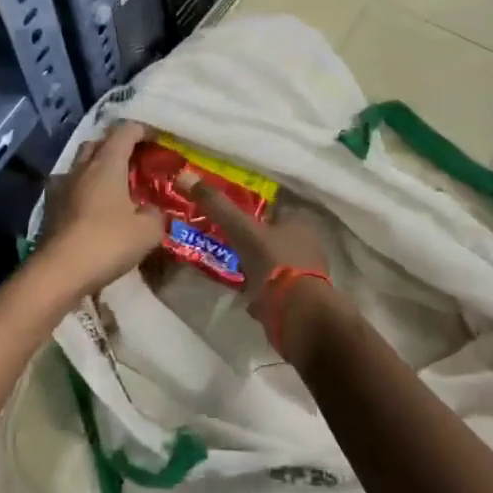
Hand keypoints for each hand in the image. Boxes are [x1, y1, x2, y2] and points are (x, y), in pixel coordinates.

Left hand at [40, 122, 165, 296]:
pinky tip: (89, 206)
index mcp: (107, 164)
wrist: (59, 272)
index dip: (141, 130)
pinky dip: (81, 190)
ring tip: (111, 184)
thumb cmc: (108, 242)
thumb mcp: (148, 231)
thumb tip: (151, 210)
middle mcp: (81, 168)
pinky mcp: (49, 208)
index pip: (124, 132)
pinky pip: (68, 188)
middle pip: (97, 143)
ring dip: (95, 167)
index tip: (154, 138)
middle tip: (133, 160)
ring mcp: (60, 187)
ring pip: (79, 165)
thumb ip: (155, 214)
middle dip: (115, 146)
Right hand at [189, 183, 334, 357]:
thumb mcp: (242, 230)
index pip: (274, 207)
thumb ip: (217, 205)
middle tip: (224, 239)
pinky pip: (273, 286)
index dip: (252, 209)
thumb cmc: (275, 264)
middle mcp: (308, 244)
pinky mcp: (298, 299)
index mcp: (301, 222)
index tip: (229, 213)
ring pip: (272, 261)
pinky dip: (258, 287)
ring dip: (254, 264)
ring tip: (229, 265)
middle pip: (273, 235)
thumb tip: (184, 175)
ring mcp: (305, 273)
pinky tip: (242, 291)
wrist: (298, 316)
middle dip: (251, 238)